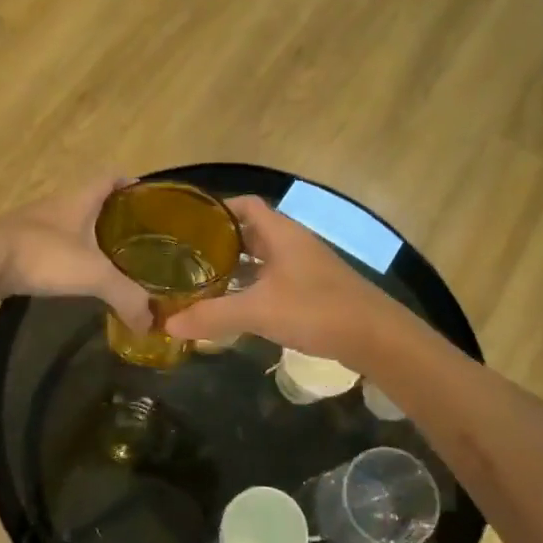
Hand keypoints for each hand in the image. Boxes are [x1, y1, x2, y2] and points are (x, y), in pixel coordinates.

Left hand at [0, 179, 152, 330]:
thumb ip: (126, 296)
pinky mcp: (18, 244)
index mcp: (79, 199)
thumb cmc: (43, 255)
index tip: (146, 198)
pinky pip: (51, 243)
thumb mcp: (93, 275)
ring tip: (109, 258)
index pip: (109, 178)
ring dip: (88, 235)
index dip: (128, 183)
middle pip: (91, 200)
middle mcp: (57, 205)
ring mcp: (34, 224)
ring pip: (70, 222)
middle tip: (136, 237)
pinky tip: (73, 274)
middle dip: (113, 214)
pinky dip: (66, 253)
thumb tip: (150, 323)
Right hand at [166, 197, 393, 365]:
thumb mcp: (258, 311)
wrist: (375, 337)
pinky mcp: (314, 289)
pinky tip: (237, 306)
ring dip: (236, 267)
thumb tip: (167, 324)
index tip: (187, 225)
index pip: (244, 205)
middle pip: (250, 232)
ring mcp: (306, 266)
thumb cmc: (316, 309)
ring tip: (203, 282)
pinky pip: (274, 278)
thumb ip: (212, 316)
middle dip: (220, 243)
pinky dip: (253, 286)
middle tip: (186, 258)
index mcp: (281, 233)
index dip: (216, 209)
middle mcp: (293, 243)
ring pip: (263, 258)